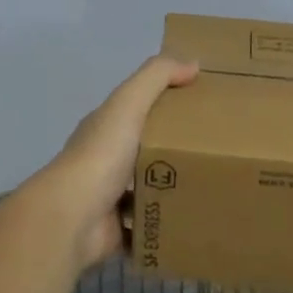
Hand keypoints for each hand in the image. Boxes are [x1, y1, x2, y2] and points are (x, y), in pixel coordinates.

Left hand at [34, 54, 198, 272]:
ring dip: (175, 190)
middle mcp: (107, 161)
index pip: (139, 110)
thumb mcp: (128, 103)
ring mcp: (111, 198)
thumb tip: (193, 62)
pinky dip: (167, 225)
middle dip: (177, 151)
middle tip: (219, 152)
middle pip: (148, 151)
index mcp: (107, 129)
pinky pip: (149, 226)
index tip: (204, 107)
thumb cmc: (101, 155)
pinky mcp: (120, 230)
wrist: (74, 216)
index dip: (168, 105)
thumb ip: (157, 77)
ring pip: (151, 190)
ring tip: (215, 186)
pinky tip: (195, 220)